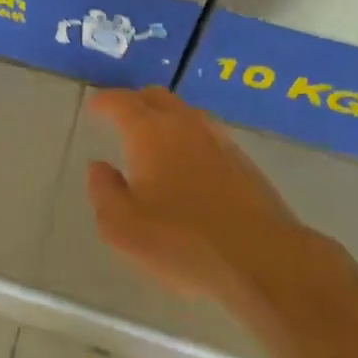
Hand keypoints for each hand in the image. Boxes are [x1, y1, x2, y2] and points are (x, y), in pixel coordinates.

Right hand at [86, 87, 297, 301]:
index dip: (104, 101)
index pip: (122, 102)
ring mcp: (219, 139)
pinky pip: (206, 135)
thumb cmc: (184, 243)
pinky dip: (188, 138)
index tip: (94, 107)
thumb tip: (100, 167)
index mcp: (151, 133)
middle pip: (156, 97)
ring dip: (164, 118)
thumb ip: (104, 192)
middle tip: (120, 117)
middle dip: (135, 102)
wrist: (263, 259)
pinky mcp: (242, 161)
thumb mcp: (123, 229)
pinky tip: (187, 165)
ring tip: (153, 140)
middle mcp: (185, 124)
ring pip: (185, 113)